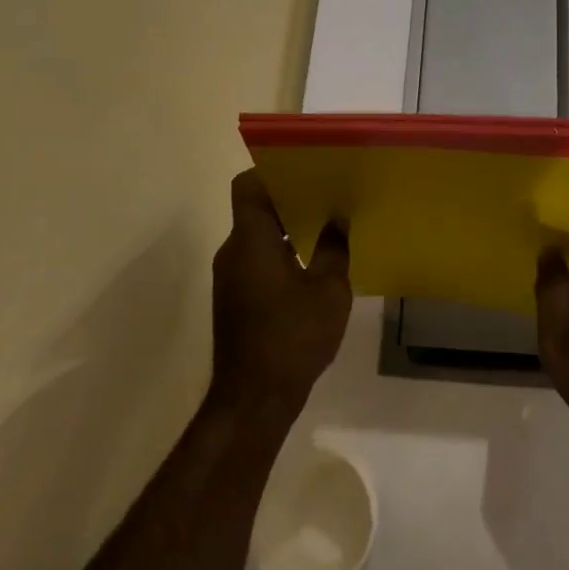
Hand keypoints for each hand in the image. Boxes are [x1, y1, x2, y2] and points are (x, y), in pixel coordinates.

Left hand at [208, 171, 351, 420]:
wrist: (254, 399)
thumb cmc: (292, 337)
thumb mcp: (328, 291)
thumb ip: (333, 250)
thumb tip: (338, 221)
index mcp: (250, 241)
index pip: (248, 186)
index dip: (273, 172)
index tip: (305, 170)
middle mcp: (232, 252)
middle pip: (254, 209)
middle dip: (288, 198)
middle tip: (327, 193)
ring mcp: (230, 277)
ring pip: (256, 236)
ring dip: (285, 228)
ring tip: (325, 224)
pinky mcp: (234, 299)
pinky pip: (255, 259)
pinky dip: (279, 252)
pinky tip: (311, 263)